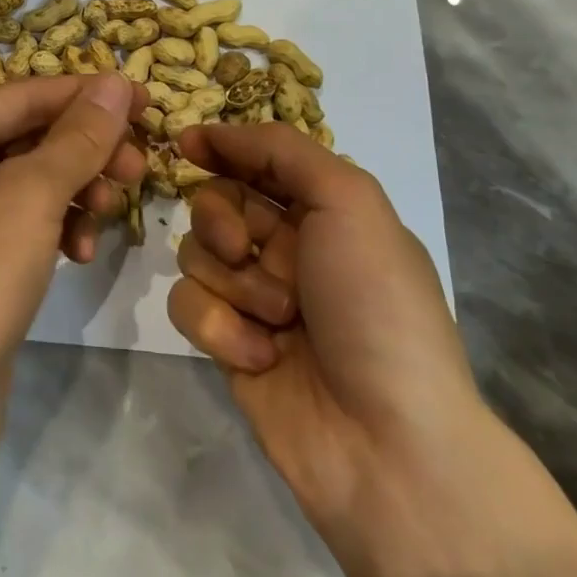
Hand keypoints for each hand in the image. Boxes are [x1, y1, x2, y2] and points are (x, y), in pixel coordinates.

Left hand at [0, 73, 145, 472]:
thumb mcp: (30, 195)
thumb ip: (79, 136)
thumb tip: (116, 82)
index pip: (25, 95)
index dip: (89, 95)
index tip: (148, 100)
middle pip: (30, 135)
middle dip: (87, 150)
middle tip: (140, 169)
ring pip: (33, 180)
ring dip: (77, 191)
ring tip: (111, 212)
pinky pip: (24, 222)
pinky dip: (57, 228)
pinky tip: (81, 254)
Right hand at [168, 122, 484, 533]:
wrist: (389, 443)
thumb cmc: (376, 306)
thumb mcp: (350, 202)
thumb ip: (284, 151)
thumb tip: (217, 132)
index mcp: (325, 212)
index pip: (259, 161)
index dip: (223, 146)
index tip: (187, 143)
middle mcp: (288, 249)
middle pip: (216, 202)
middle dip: (220, 218)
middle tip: (243, 246)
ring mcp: (256, 298)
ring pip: (196, 254)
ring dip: (232, 282)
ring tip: (277, 318)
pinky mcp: (229, 343)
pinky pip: (190, 307)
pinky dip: (221, 327)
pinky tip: (261, 356)